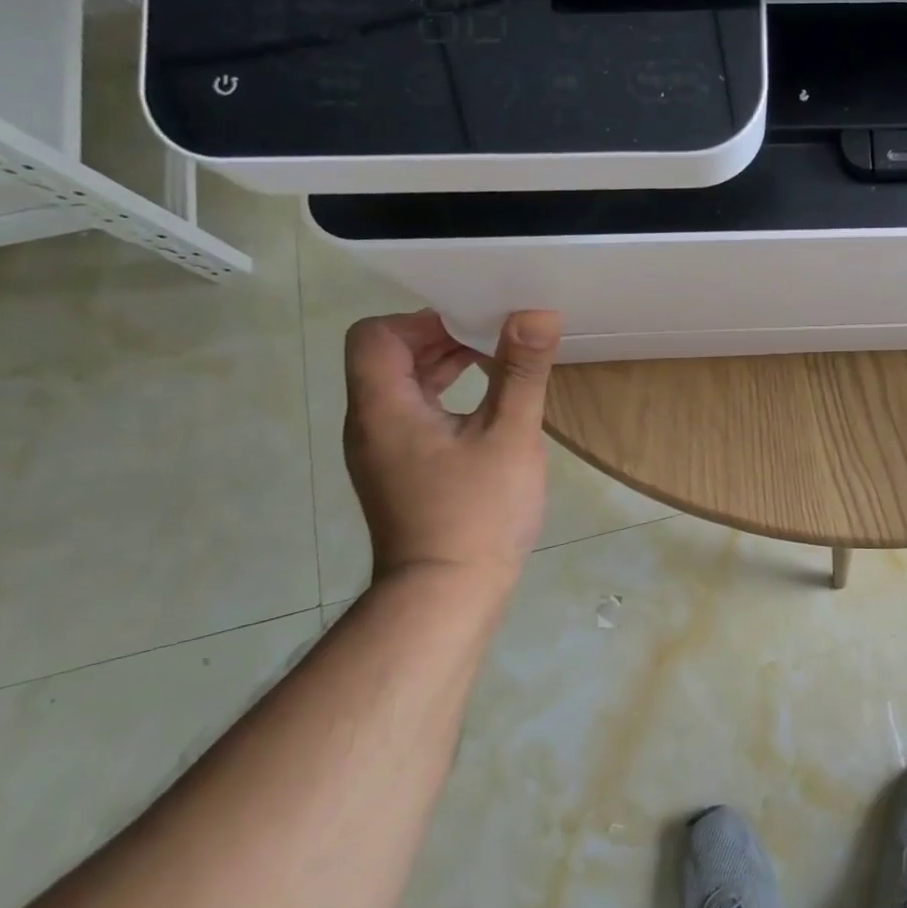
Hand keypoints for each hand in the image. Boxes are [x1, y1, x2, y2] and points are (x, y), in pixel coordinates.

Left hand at [342, 309, 561, 587]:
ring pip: (401, 386)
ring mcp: (381, 450)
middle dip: (440, 337)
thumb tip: (536, 313)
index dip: (421, 319)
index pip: (375, 335)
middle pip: (387, 357)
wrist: (446, 595)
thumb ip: (521, 371)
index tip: (474, 323)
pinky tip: (487, 408)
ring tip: (498, 364)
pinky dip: (443, 396)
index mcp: (384, 408)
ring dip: (444, 367)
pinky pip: (412, 414)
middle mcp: (370, 423)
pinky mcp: (398, 470)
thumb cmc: (478, 511)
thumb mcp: (510, 434)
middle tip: (496, 337)